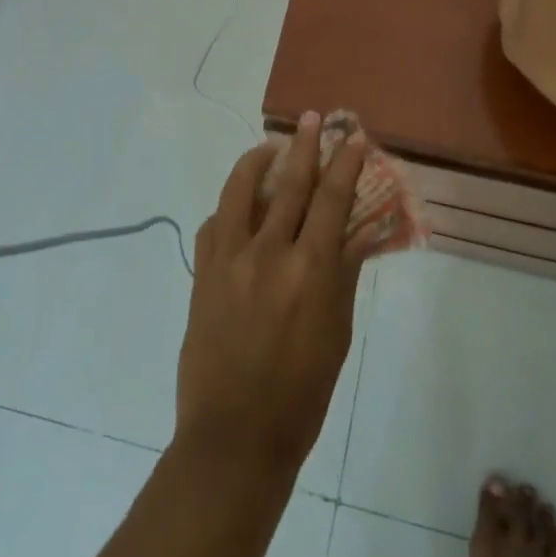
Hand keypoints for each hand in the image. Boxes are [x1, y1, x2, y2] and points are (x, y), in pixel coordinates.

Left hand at [176, 112, 364, 475]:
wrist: (233, 438)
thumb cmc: (301, 396)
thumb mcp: (336, 336)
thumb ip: (342, 276)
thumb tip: (353, 234)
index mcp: (310, 271)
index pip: (332, 201)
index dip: (345, 164)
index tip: (353, 137)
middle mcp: (268, 254)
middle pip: (289, 184)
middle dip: (306, 145)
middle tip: (315, 118)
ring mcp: (228, 260)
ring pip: (241, 192)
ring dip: (257, 162)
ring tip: (269, 148)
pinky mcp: (202, 274)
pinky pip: (214, 225)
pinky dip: (229, 208)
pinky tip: (238, 206)